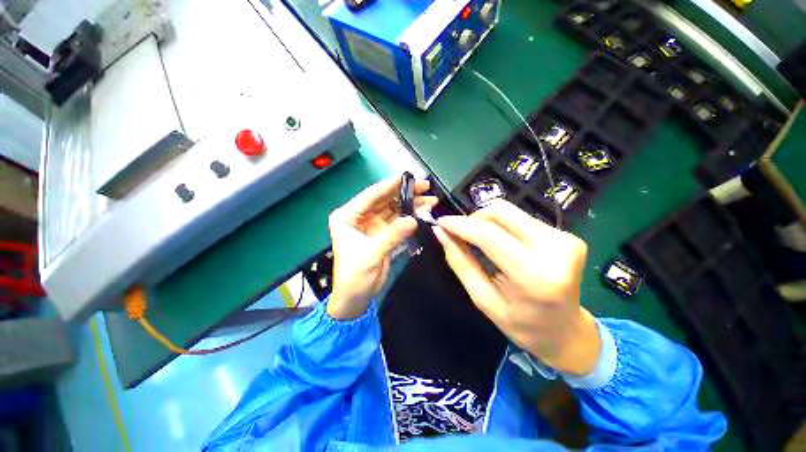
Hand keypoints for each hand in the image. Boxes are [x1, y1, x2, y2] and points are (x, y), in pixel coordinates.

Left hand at [328, 177, 436, 318]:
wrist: (355, 298)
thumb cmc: (354, 276)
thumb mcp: (371, 255)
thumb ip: (392, 236)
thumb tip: (414, 219)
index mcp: (348, 216)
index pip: (371, 195)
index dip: (391, 185)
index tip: (410, 178)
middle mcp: (360, 216)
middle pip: (385, 199)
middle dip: (405, 193)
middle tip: (426, 187)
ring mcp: (372, 224)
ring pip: (393, 209)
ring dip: (411, 204)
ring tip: (430, 200)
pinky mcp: (383, 233)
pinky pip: (398, 221)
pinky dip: (410, 216)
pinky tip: (423, 212)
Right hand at [433, 199, 600, 375]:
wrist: (567, 332)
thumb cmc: (521, 324)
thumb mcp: (482, 298)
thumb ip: (460, 262)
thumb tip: (440, 232)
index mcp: (533, 274)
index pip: (488, 235)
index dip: (460, 225)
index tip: (440, 222)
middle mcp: (554, 249)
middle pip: (501, 212)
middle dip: (474, 219)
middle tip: (461, 234)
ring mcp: (565, 239)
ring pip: (511, 212)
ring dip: (488, 222)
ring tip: (480, 240)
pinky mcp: (568, 234)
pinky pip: (522, 219)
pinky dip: (503, 226)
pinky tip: (501, 243)